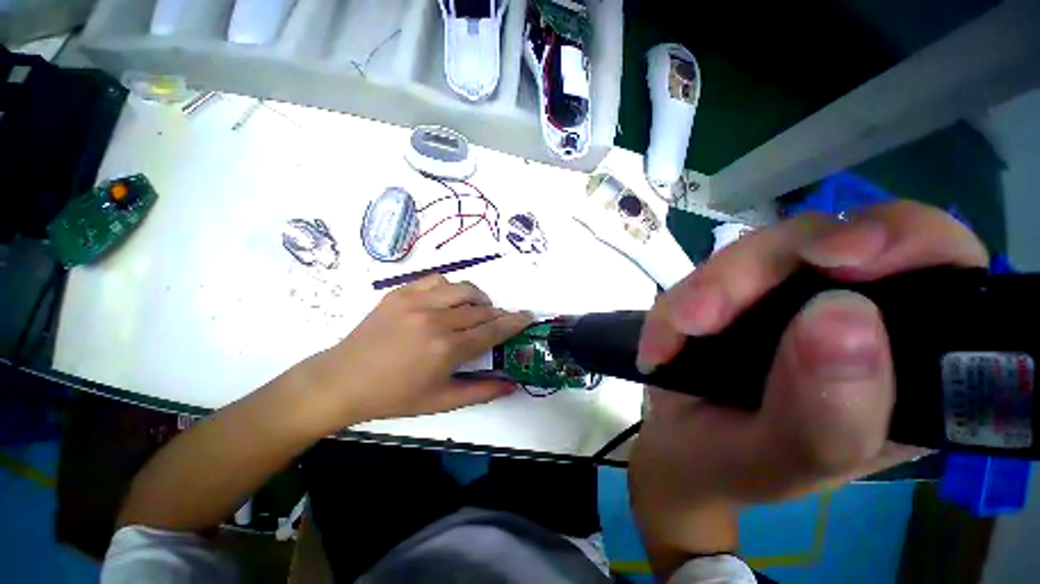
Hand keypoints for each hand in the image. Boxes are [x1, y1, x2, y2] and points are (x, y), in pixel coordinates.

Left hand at [302, 275, 531, 427]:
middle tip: (499, 321)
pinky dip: (451, 288)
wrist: (342, 380)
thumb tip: (513, 384)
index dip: (514, 322)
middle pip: (482, 308)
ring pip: (463, 288)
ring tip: (476, 310)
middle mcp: (436, 319)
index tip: (528, 317)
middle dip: (498, 314)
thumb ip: (482, 391)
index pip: (492, 329)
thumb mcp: (441, 402)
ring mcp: (417, 302)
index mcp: (446, 348)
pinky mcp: (401, 292)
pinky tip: (447, 301)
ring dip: (478, 298)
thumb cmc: (394, 396)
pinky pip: (437, 280)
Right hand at [629, 201, 987, 572]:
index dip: (905, 241)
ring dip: (707, 289)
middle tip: (702, 317)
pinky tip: (662, 342)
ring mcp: (787, 294)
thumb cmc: (738, 466)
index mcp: (905, 361)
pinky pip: (704, 275)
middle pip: (827, 241)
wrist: (679, 448)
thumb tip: (842, 315)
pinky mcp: (734, 291)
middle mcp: (855, 311)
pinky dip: (675, 303)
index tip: (840, 260)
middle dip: (758, 270)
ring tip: (674, 335)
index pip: (942, 265)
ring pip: (758, 251)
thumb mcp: (784, 464)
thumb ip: (827, 414)